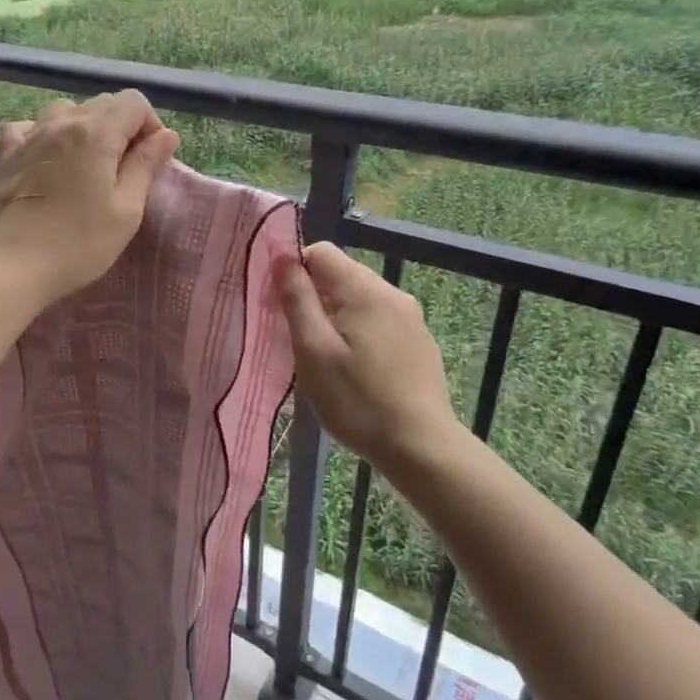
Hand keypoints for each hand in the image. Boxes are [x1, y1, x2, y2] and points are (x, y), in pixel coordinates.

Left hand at [0, 91, 178, 306]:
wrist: (13, 264)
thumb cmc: (78, 242)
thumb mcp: (126, 210)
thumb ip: (145, 166)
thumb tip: (166, 135)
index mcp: (97, 133)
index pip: (134, 102)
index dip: (149, 125)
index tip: (149, 159)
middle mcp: (62, 122)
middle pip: (102, 104)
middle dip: (121, 128)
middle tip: (122, 170)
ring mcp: (29, 135)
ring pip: (65, 110)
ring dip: (83, 128)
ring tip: (85, 164)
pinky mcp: (5, 153)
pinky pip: (27, 126)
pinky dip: (43, 134)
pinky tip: (46, 158)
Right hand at [274, 243, 463, 472]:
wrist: (420, 447)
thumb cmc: (357, 399)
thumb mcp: (313, 349)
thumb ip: (297, 299)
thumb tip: (283, 259)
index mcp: (365, 290)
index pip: (320, 252)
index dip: (293, 272)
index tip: (280, 308)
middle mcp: (392, 293)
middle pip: (340, 275)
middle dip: (312, 297)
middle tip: (297, 340)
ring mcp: (410, 318)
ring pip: (357, 300)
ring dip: (333, 318)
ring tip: (323, 359)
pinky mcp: (417, 342)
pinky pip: (376, 321)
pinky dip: (356, 333)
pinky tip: (353, 370)